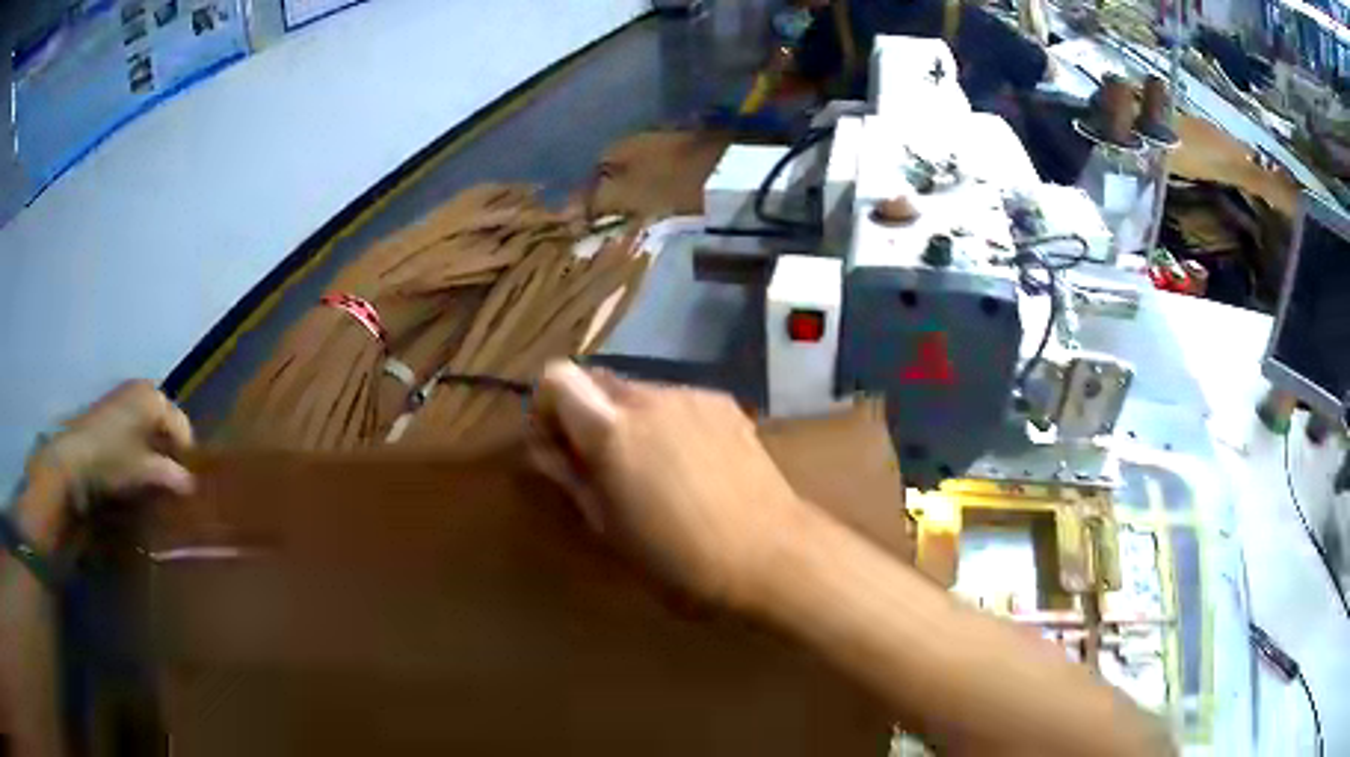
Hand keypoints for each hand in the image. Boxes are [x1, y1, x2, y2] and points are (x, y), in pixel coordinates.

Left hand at [18, 381, 193, 548]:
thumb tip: (190, 486)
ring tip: (149, 481)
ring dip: (152, 453)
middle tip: (167, 484)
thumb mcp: (145, 473)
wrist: (72, 459)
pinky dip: (136, 448)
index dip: (186, 458)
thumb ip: (171, 476)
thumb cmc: (112, 460)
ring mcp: (121, 398)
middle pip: (165, 424)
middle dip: (168, 453)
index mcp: (153, 397)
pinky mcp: (108, 411)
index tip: (183, 487)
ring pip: (148, 428)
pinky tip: (131, 471)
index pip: (183, 427)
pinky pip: (133, 429)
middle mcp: (140, 389)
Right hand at [532, 361, 810, 609]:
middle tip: (600, 465)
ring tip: (651, 470)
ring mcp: (692, 396)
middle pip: (598, 381)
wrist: (769, 555)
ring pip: (639, 391)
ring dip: (629, 419)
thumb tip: (541, 447)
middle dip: (587, 414)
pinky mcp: (725, 405)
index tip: (558, 444)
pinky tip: (690, 465)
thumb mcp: (607, 528)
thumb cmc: (677, 558)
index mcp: (611, 429)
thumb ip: (568, 477)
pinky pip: (677, 401)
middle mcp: (649, 397)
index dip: (547, 406)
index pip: (557, 378)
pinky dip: (667, 422)